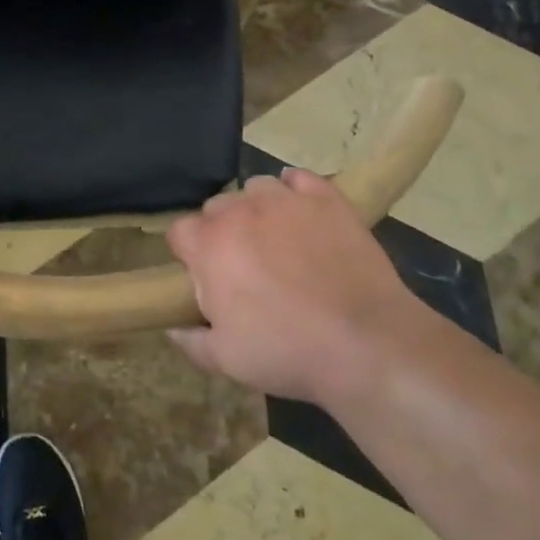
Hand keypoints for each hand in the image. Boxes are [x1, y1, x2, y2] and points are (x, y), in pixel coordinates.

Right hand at [165, 169, 417, 403]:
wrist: (366, 343)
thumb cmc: (287, 352)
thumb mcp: (227, 360)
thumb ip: (191, 341)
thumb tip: (173, 328)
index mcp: (209, 246)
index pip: (180, 232)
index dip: (189, 254)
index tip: (205, 277)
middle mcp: (240, 211)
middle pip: (216, 208)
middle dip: (222, 231)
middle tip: (244, 266)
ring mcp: (284, 200)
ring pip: (256, 188)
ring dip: (257, 209)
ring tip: (277, 240)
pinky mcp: (325, 198)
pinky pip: (299, 179)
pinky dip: (296, 190)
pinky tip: (304, 214)